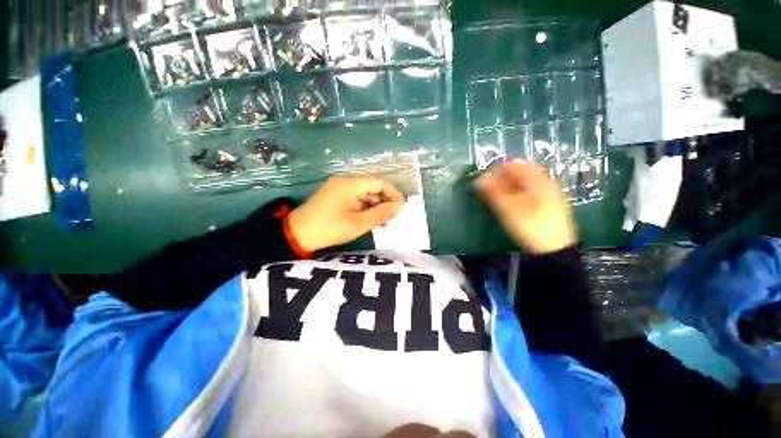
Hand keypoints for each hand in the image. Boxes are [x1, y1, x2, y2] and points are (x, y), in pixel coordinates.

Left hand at [287, 175, 404, 252]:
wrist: (297, 234)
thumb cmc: (330, 229)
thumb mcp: (359, 223)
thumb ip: (381, 213)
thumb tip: (399, 206)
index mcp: (351, 184)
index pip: (380, 183)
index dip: (393, 194)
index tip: (401, 208)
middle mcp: (345, 181)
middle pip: (373, 187)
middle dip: (385, 201)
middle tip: (391, 218)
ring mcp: (339, 187)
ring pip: (364, 193)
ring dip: (375, 205)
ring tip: (382, 221)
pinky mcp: (335, 195)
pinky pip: (355, 197)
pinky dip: (364, 206)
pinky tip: (368, 218)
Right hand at [475, 163, 575, 253]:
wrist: (555, 250)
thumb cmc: (531, 227)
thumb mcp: (509, 209)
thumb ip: (492, 192)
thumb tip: (478, 180)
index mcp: (537, 179)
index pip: (512, 165)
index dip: (494, 171)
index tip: (481, 181)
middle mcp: (544, 182)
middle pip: (517, 173)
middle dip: (499, 179)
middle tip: (485, 191)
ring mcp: (546, 193)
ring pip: (521, 183)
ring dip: (505, 187)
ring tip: (493, 197)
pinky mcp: (545, 203)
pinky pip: (526, 192)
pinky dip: (513, 194)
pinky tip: (507, 203)